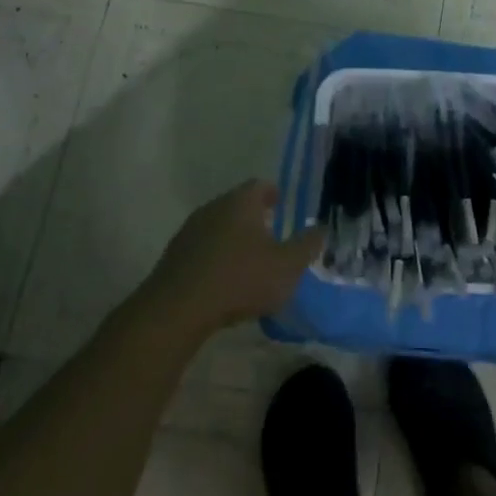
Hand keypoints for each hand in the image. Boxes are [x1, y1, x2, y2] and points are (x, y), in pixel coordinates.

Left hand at [143, 180, 324, 335]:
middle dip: (253, 217)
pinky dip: (215, 257)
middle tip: (270, 234)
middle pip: (237, 204)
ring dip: (233, 238)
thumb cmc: (240, 279)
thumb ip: (307, 245)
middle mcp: (214, 207)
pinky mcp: (174, 255)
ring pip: (218, 226)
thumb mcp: (286, 266)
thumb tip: (321, 228)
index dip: (273, 193)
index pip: (260, 185)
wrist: (177, 309)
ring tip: (247, 260)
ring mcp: (190, 230)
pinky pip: (202, 248)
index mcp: (241, 202)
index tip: (280, 204)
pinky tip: (223, 279)